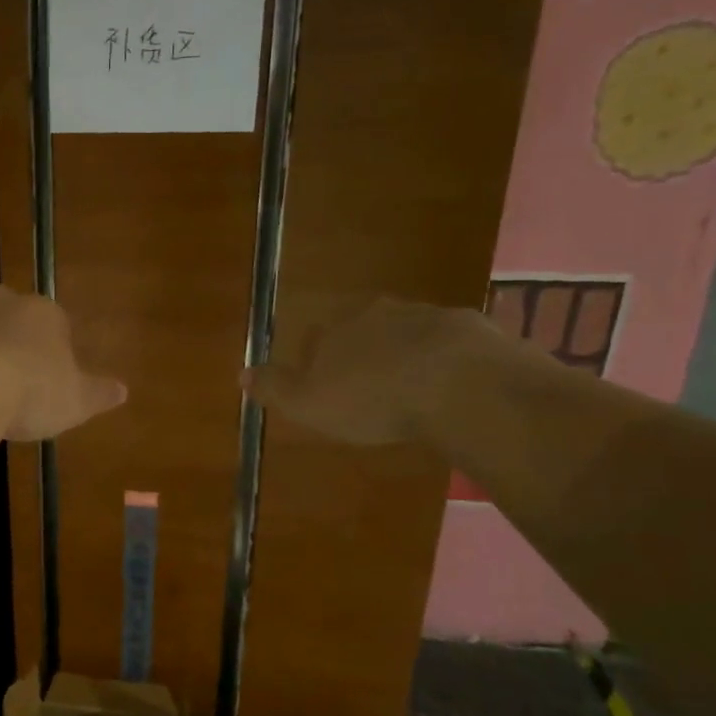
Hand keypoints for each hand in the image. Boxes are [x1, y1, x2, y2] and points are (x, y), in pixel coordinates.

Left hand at [0, 285, 127, 441]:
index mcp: (43, 316)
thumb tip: (124, 389)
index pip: (52, 327)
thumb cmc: (26, 395)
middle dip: (3, 342)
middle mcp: (2, 299)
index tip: (36, 384)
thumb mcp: (75, 403)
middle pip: (6, 317)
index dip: (44, 354)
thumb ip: (99, 393)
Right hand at [242, 294, 505, 445]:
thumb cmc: (372, 397)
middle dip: (365, 355)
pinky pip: (453, 348)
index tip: (327, 389)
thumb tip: (241, 373)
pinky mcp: (475, 332)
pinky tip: (454, 391)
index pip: (318, 338)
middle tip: (371, 389)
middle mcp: (381, 312)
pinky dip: (449, 364)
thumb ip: (274, 387)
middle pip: (365, 330)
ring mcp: (430, 317)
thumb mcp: (308, 403)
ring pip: (410, 335)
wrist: (461, 385)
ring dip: (408, 357)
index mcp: (337, 327)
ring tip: (414, 392)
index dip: (319, 363)